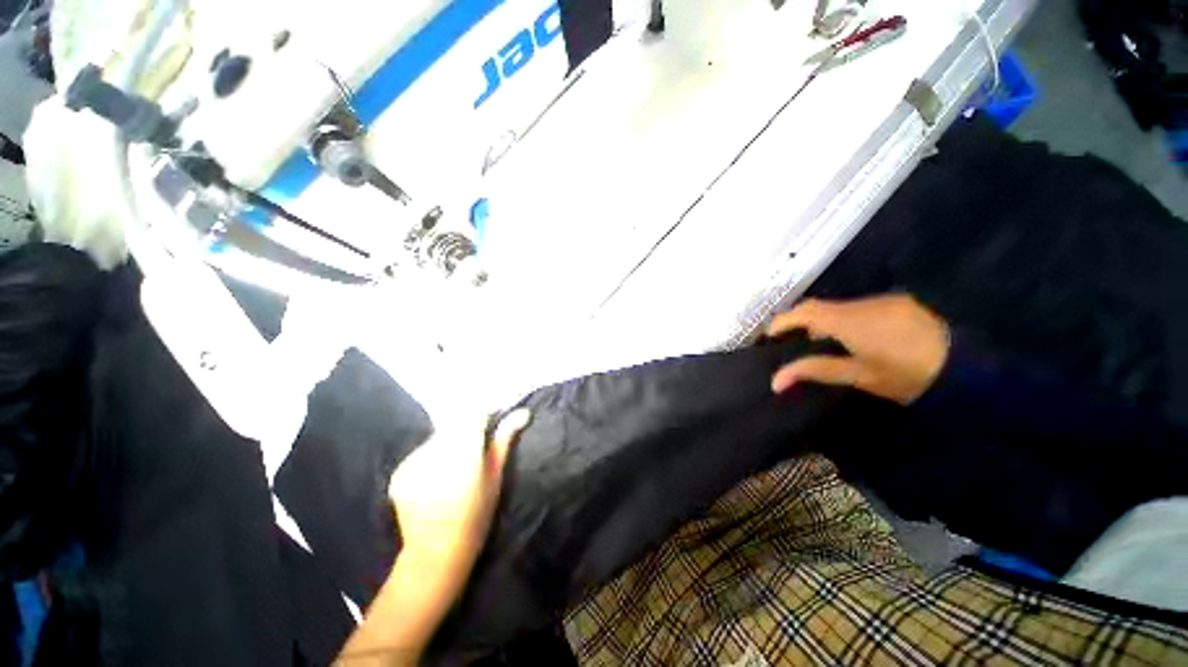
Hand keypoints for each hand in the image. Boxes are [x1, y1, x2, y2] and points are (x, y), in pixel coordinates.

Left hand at [336, 411, 531, 665]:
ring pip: (439, 436)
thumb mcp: (496, 475)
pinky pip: (422, 452)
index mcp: (463, 449)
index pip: (475, 413)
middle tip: (476, 449)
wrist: (436, 553)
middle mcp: (435, 450)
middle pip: (455, 423)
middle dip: (468, 429)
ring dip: (450, 442)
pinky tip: (438, 477)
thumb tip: (523, 412)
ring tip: (456, 466)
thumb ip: (505, 439)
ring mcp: (413, 461)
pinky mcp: (399, 472)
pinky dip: (433, 456)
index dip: (487, 414)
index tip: (494, 421)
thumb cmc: (476, 515)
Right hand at [768, 295, 949, 403]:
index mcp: (847, 321)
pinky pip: (859, 308)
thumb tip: (775, 380)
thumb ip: (816, 371)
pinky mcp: (898, 303)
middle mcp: (860, 304)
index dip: (781, 321)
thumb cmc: (909, 375)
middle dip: (799, 321)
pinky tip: (856, 340)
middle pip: (818, 306)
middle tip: (791, 342)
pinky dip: (845, 321)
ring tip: (823, 345)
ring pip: (839, 308)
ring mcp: (882, 301)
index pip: (803, 312)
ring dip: (824, 322)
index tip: (770, 337)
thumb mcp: (860, 376)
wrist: (973, 364)